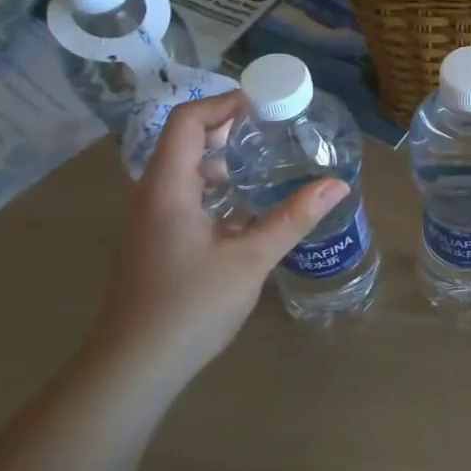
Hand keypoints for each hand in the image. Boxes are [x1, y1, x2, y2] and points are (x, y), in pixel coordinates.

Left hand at [88, 93, 347, 382]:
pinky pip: (186, 197)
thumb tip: (337, 185)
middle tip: (275, 130)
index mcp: (168, 187)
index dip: (223, 103)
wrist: (134, 367)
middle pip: (185, 141)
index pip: (187, 121)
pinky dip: (216, 189)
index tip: (265, 104)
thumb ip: (293, 218)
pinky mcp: (156, 242)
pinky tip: (249, 209)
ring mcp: (151, 220)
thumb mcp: (250, 259)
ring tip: (267, 163)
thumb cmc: (189, 306)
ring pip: (185, 171)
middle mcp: (152, 195)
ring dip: (223, 160)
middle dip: (229, 129)